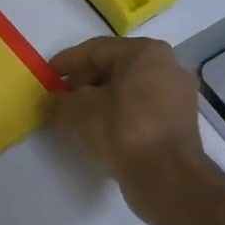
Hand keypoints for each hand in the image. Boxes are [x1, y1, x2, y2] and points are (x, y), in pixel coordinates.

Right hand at [50, 37, 212, 203]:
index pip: (96, 49)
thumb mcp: (78, 111)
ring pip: (129, 89)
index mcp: (145, 52)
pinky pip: (141, 108)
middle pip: (115, 67)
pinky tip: (101, 129)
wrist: (166, 175)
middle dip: (84, 81)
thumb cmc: (122, 131)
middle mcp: (167, 65)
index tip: (46, 75)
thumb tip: (55, 99)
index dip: (66, 62)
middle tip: (60, 97)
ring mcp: (177, 94)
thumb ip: (60, 100)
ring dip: (101, 99)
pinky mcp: (178, 121)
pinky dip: (119, 113)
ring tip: (76, 116)